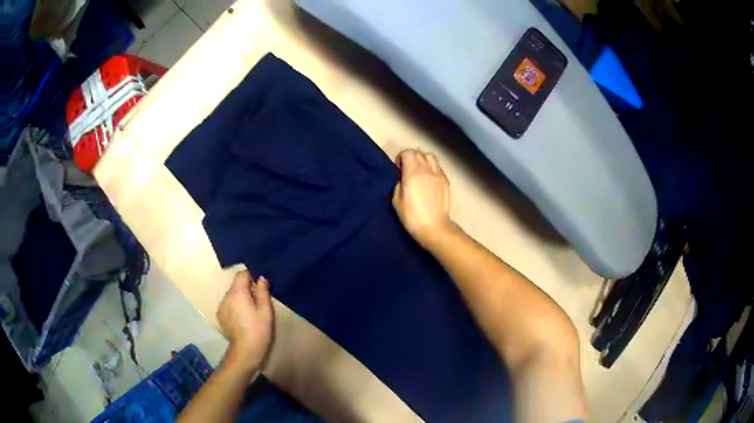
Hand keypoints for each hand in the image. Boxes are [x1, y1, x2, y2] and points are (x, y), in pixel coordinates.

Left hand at [217, 271, 273, 372]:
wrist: (246, 351)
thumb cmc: (259, 329)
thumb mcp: (266, 310)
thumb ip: (263, 291)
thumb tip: (260, 278)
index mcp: (237, 292)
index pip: (242, 274)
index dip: (251, 278)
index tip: (260, 288)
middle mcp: (226, 296)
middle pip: (236, 285)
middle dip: (246, 289)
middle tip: (258, 302)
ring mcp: (221, 307)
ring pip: (232, 295)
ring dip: (240, 299)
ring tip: (250, 312)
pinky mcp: (220, 316)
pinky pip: (228, 305)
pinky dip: (235, 307)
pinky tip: (242, 319)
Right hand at [392, 149, 453, 248]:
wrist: (434, 227)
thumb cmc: (412, 216)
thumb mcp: (396, 200)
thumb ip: (399, 183)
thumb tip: (403, 178)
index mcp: (413, 173)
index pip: (407, 152)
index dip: (401, 158)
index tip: (398, 169)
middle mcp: (427, 169)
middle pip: (419, 152)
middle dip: (411, 157)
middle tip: (407, 170)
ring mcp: (439, 174)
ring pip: (430, 157)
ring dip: (423, 160)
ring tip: (419, 171)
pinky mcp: (446, 181)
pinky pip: (438, 166)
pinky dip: (431, 167)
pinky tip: (429, 179)